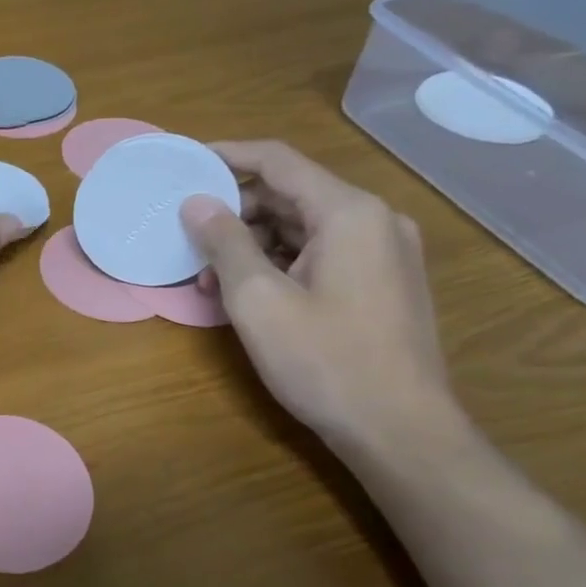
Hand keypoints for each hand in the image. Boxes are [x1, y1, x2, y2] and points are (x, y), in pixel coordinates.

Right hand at [180, 141, 461, 457]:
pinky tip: (247, 293)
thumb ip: (224, 242)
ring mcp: (385, 253)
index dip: (227, 156)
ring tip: (208, 277)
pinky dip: (280, 263)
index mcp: (348, 212)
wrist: (401, 431)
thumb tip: (196, 203)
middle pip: (291, 194)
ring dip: (252, 243)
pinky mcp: (383, 282)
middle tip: (187, 235)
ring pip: (304, 227)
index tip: (184, 161)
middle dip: (234, 211)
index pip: (278, 161)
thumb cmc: (324, 360)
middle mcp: (375, 220)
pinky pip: (321, 253)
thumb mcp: (258, 300)